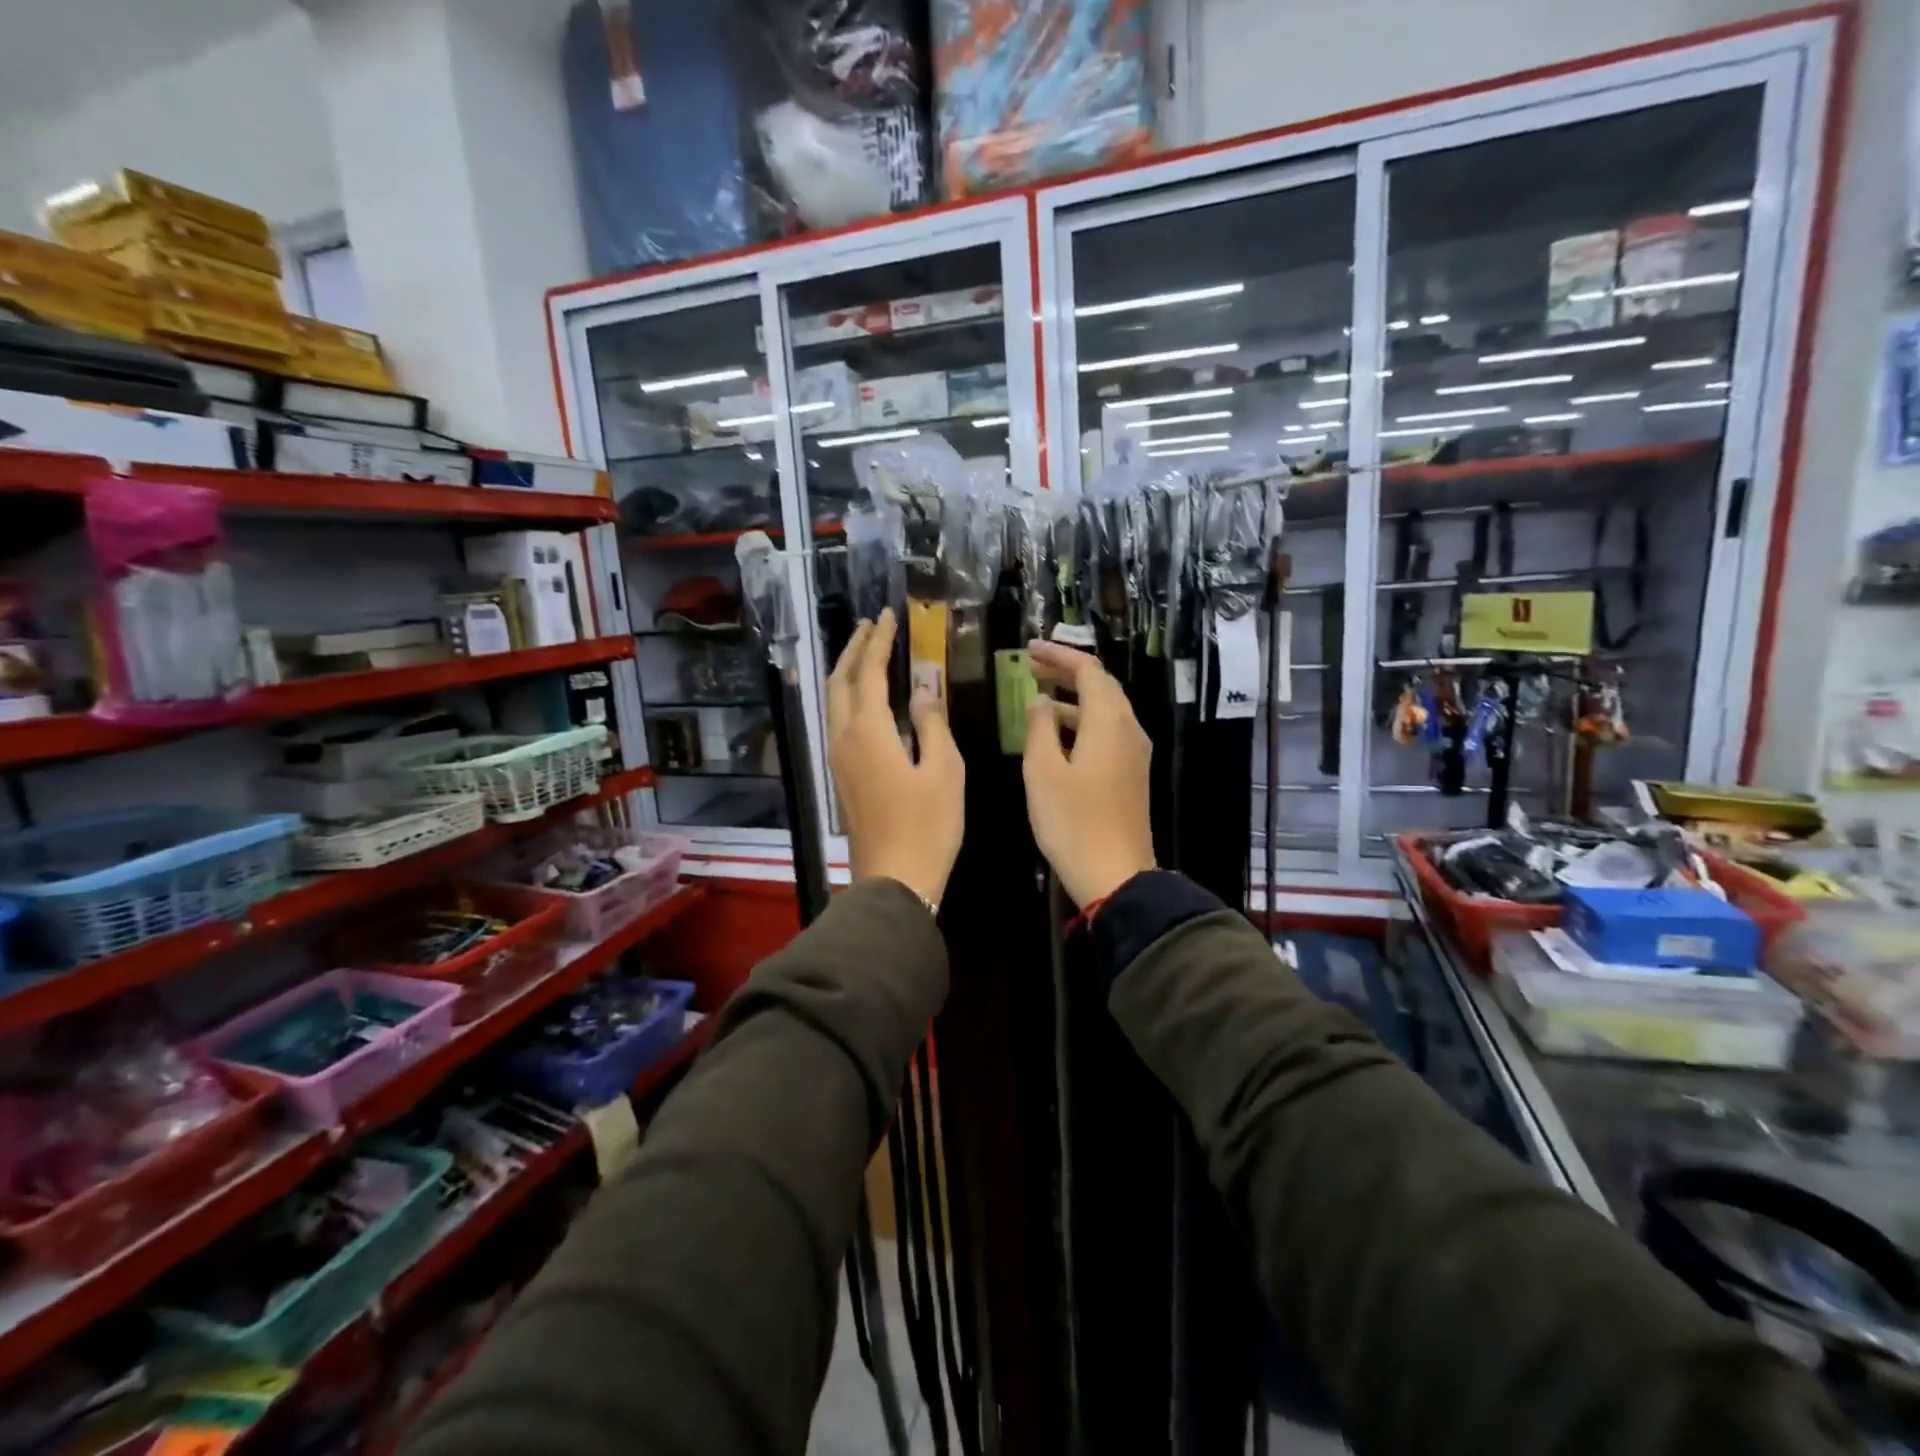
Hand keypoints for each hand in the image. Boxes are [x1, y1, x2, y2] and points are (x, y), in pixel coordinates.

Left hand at [826, 609, 963, 909]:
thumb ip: (932, 723)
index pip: (869, 672)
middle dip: (853, 650)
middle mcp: (844, 738)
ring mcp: (838, 760)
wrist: (895, 880)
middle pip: (840, 682)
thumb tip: (924, 689)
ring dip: (847, 673)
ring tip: (866, 654)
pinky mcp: (842, 778)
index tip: (887, 616)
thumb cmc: (928, 825)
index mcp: (868, 731)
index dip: (878, 641)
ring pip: (833, 703)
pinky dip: (849, 698)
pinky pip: (838, 723)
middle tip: (870, 627)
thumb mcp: (944, 769)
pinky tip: (867, 701)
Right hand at [1022, 641, 1156, 907]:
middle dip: (1067, 671)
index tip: (1029, 650)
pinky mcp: (1132, 774)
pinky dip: (1084, 720)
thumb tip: (1041, 701)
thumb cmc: (1073, 821)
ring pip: (1106, 709)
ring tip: (1040, 696)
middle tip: (1032, 667)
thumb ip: (1040, 727)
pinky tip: (1060, 734)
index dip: (1058, 655)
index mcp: (1108, 722)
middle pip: (1102, 685)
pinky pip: (1109, 731)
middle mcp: (1128, 729)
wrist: (1116, 875)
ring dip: (1075, 697)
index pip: (1088, 670)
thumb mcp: (1042, 771)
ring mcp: (1135, 753)